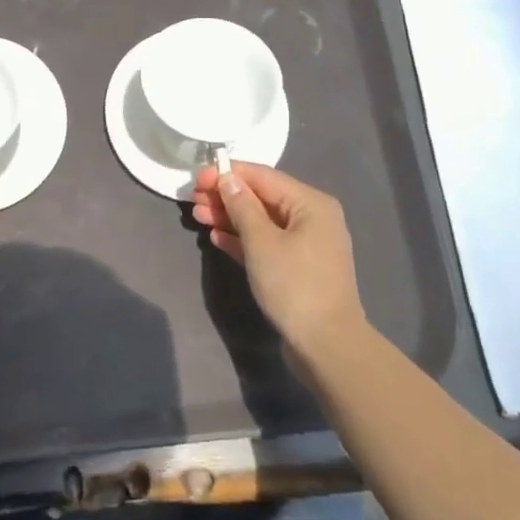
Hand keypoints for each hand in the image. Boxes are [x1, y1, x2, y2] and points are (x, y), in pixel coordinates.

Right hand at [192, 163, 366, 358]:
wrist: (326, 345)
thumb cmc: (294, 285)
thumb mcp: (261, 242)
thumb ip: (242, 206)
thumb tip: (228, 178)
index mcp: (310, 203)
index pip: (263, 176)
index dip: (229, 174)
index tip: (198, 177)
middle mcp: (312, 217)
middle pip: (262, 198)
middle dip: (227, 197)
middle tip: (193, 199)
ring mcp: (306, 244)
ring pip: (262, 221)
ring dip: (230, 217)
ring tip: (198, 216)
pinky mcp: (298, 267)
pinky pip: (267, 243)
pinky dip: (243, 239)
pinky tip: (217, 237)